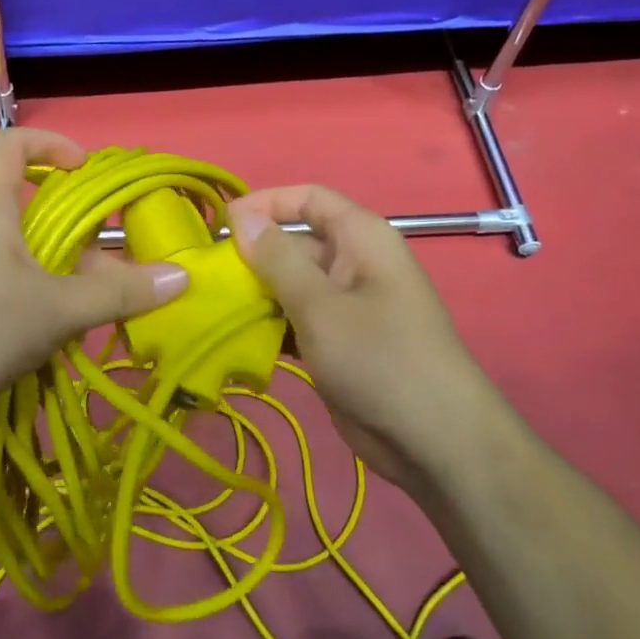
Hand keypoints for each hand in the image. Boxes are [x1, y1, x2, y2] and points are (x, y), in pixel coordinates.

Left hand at [0, 129, 188, 454]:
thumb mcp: (57, 312)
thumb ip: (120, 293)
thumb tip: (181, 276)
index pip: (11, 143)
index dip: (52, 144)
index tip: (86, 170)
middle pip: (21, 199)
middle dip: (69, 223)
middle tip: (102, 258)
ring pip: (11, 242)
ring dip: (52, 261)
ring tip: (82, 301)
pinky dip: (28, 283)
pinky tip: (45, 326)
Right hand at [228, 184, 513, 495]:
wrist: (432, 439)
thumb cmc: (378, 357)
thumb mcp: (320, 305)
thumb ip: (278, 259)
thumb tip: (242, 217)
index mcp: (361, 237)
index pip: (308, 199)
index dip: (266, 203)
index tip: (221, 224)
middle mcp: (354, 262)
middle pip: (296, 243)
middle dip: (253, 256)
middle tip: (207, 277)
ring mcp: (347, 305)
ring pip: (292, 285)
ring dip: (257, 294)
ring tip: (212, 308)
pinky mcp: (339, 342)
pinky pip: (298, 319)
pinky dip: (271, 325)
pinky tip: (237, 340)